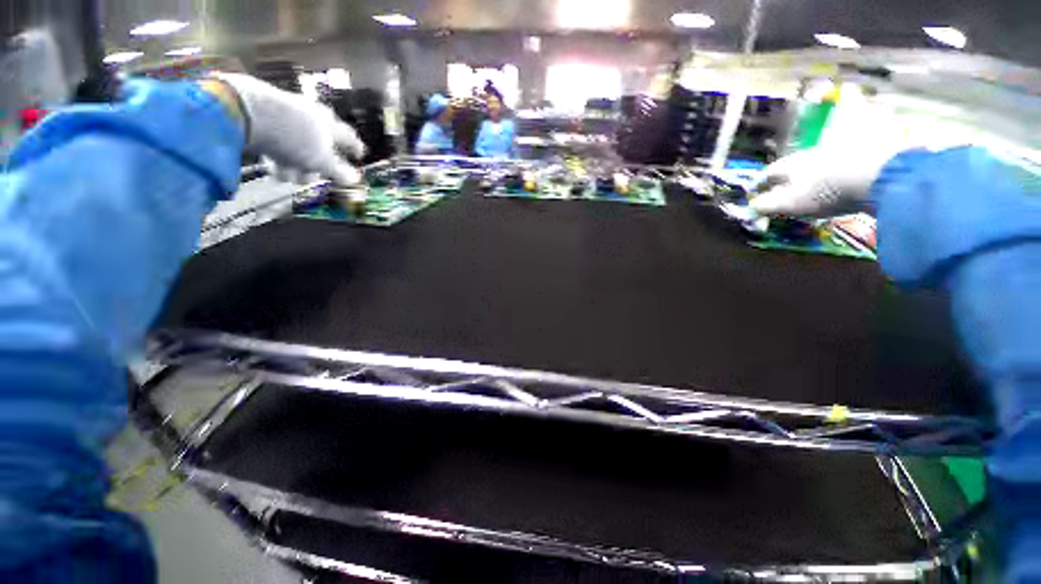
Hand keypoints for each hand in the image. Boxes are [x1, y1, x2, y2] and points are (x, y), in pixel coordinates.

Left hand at [212, 72, 364, 185]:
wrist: (247, 112)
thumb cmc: (294, 138)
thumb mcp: (322, 161)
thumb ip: (339, 172)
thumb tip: (354, 180)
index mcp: (331, 125)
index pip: (349, 138)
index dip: (355, 148)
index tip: (359, 155)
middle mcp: (313, 116)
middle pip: (321, 145)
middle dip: (317, 164)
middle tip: (314, 176)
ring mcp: (288, 115)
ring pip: (299, 146)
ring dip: (296, 165)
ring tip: (288, 177)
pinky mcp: (265, 116)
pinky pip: (278, 141)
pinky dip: (278, 156)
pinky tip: (272, 167)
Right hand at [748, 147, 894, 217]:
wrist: (878, 175)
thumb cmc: (825, 190)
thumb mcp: (789, 203)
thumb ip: (766, 206)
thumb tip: (750, 208)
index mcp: (790, 165)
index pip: (767, 173)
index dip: (757, 184)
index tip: (752, 194)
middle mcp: (809, 155)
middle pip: (790, 169)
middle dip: (781, 181)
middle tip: (777, 195)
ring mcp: (835, 155)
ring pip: (812, 168)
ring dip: (805, 180)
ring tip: (804, 194)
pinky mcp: (857, 159)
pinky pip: (833, 170)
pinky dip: (826, 180)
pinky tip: (831, 190)